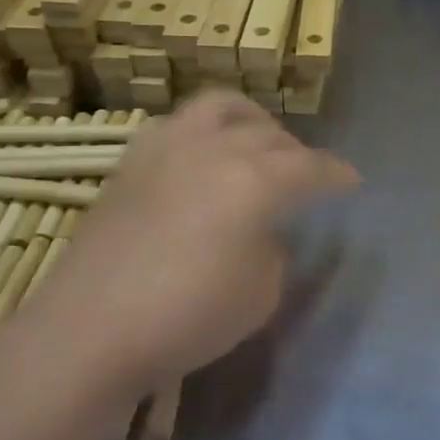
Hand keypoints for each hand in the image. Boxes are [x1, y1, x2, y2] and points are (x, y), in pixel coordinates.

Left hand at [16, 91, 357, 415]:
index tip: (351, 182)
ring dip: (250, 120)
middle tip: (305, 174)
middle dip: (297, 151)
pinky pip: (178, 125)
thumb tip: (263, 232)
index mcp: (256, 180)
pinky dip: (204, 132)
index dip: (336, 174)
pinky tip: (202, 159)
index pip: (311, 167)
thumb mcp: (260, 295)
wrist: (89, 331)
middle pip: (269, 134)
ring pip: (220, 107)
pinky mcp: (131, 163)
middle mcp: (215, 149)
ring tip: (256, 143)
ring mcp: (167, 149)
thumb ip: (273, 252)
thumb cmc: (188, 317)